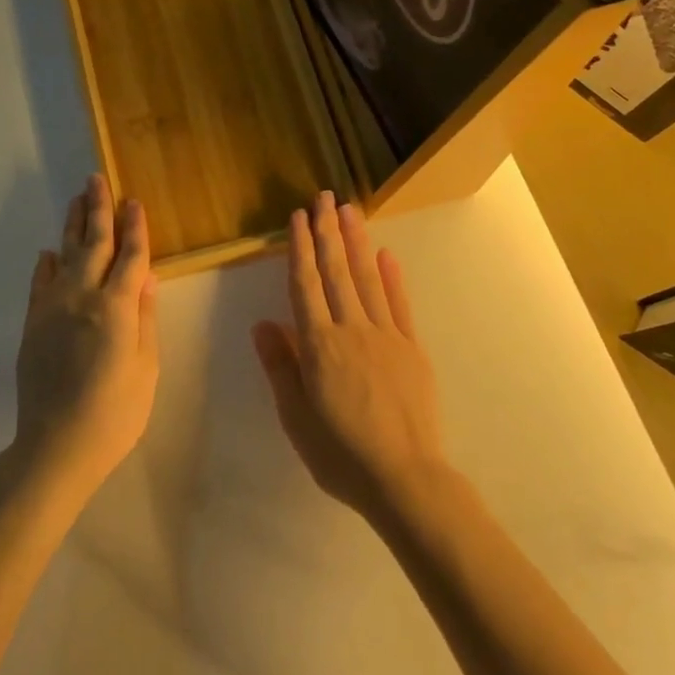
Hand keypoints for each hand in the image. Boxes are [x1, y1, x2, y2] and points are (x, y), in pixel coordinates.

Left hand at [11, 174, 159, 502]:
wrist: (55, 446)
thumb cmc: (114, 413)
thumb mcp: (146, 368)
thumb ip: (145, 318)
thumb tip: (147, 277)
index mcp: (117, 307)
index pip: (131, 256)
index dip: (135, 227)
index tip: (135, 201)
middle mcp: (83, 297)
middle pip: (94, 244)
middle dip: (99, 209)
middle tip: (97, 179)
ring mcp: (53, 308)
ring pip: (65, 255)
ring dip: (73, 225)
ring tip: (77, 199)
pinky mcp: (33, 324)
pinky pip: (40, 283)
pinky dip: (46, 264)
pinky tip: (49, 253)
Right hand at [252, 191, 450, 528]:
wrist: (404, 478)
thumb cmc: (340, 453)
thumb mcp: (296, 416)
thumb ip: (281, 366)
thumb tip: (263, 323)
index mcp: (319, 345)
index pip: (306, 285)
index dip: (300, 248)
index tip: (298, 217)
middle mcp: (351, 329)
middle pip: (336, 271)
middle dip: (328, 231)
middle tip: (324, 197)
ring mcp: (385, 335)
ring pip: (367, 278)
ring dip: (357, 242)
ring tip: (349, 210)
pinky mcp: (411, 348)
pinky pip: (399, 304)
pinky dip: (393, 277)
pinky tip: (386, 254)